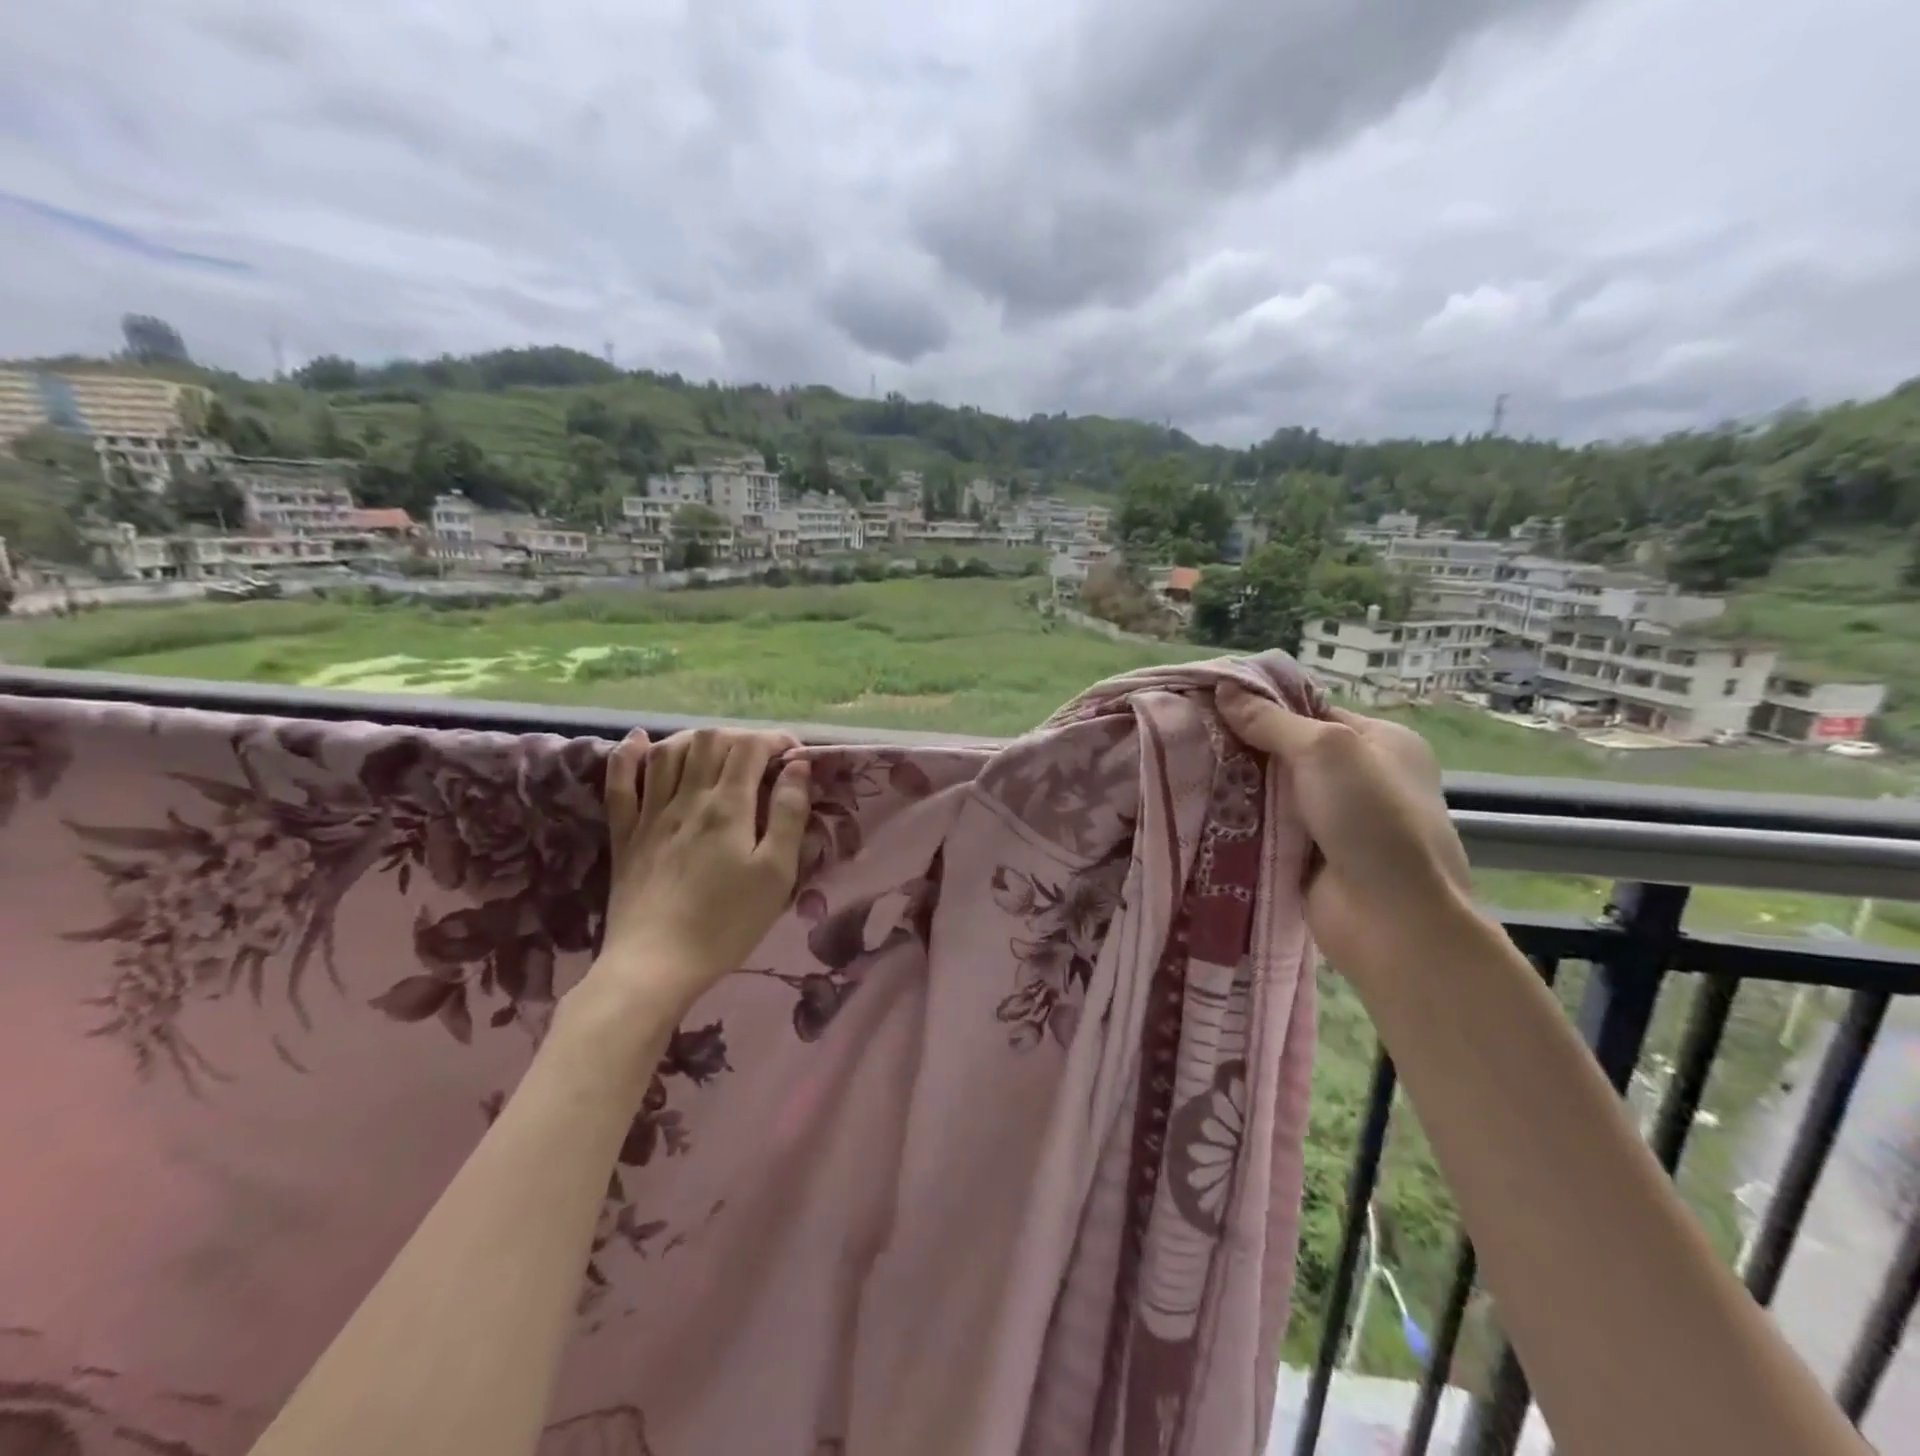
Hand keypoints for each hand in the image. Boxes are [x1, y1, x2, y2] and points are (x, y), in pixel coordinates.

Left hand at [589, 727, 811, 1020]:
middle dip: (741, 738)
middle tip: (761, 759)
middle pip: (710, 741)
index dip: (775, 741)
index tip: (795, 756)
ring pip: (668, 752)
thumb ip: (790, 815)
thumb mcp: (776, 874)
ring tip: (716, 751)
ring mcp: (650, 815)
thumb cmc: (727, 923)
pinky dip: (627, 755)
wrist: (655, 965)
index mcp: (728, 807)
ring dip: (696, 739)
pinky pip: (619, 783)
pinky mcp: (625, 835)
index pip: (750, 748)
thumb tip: (798, 767)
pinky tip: (639, 741)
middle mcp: (687, 799)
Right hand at [1215, 684, 1474, 972]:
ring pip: (1271, 791)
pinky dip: (1238, 820)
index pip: (1311, 710)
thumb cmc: (1371, 819)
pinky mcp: (1308, 856)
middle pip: (1286, 751)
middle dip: (1241, 745)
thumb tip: (1224, 688)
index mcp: (1381, 742)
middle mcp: (1359, 778)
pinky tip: (1197, 806)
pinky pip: (1265, 827)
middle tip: (1188, 733)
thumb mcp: (1325, 751)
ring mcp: (1334, 821)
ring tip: (1181, 765)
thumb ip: (1271, 721)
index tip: (1210, 700)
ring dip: (1235, 784)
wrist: (1391, 919)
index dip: (1264, 704)